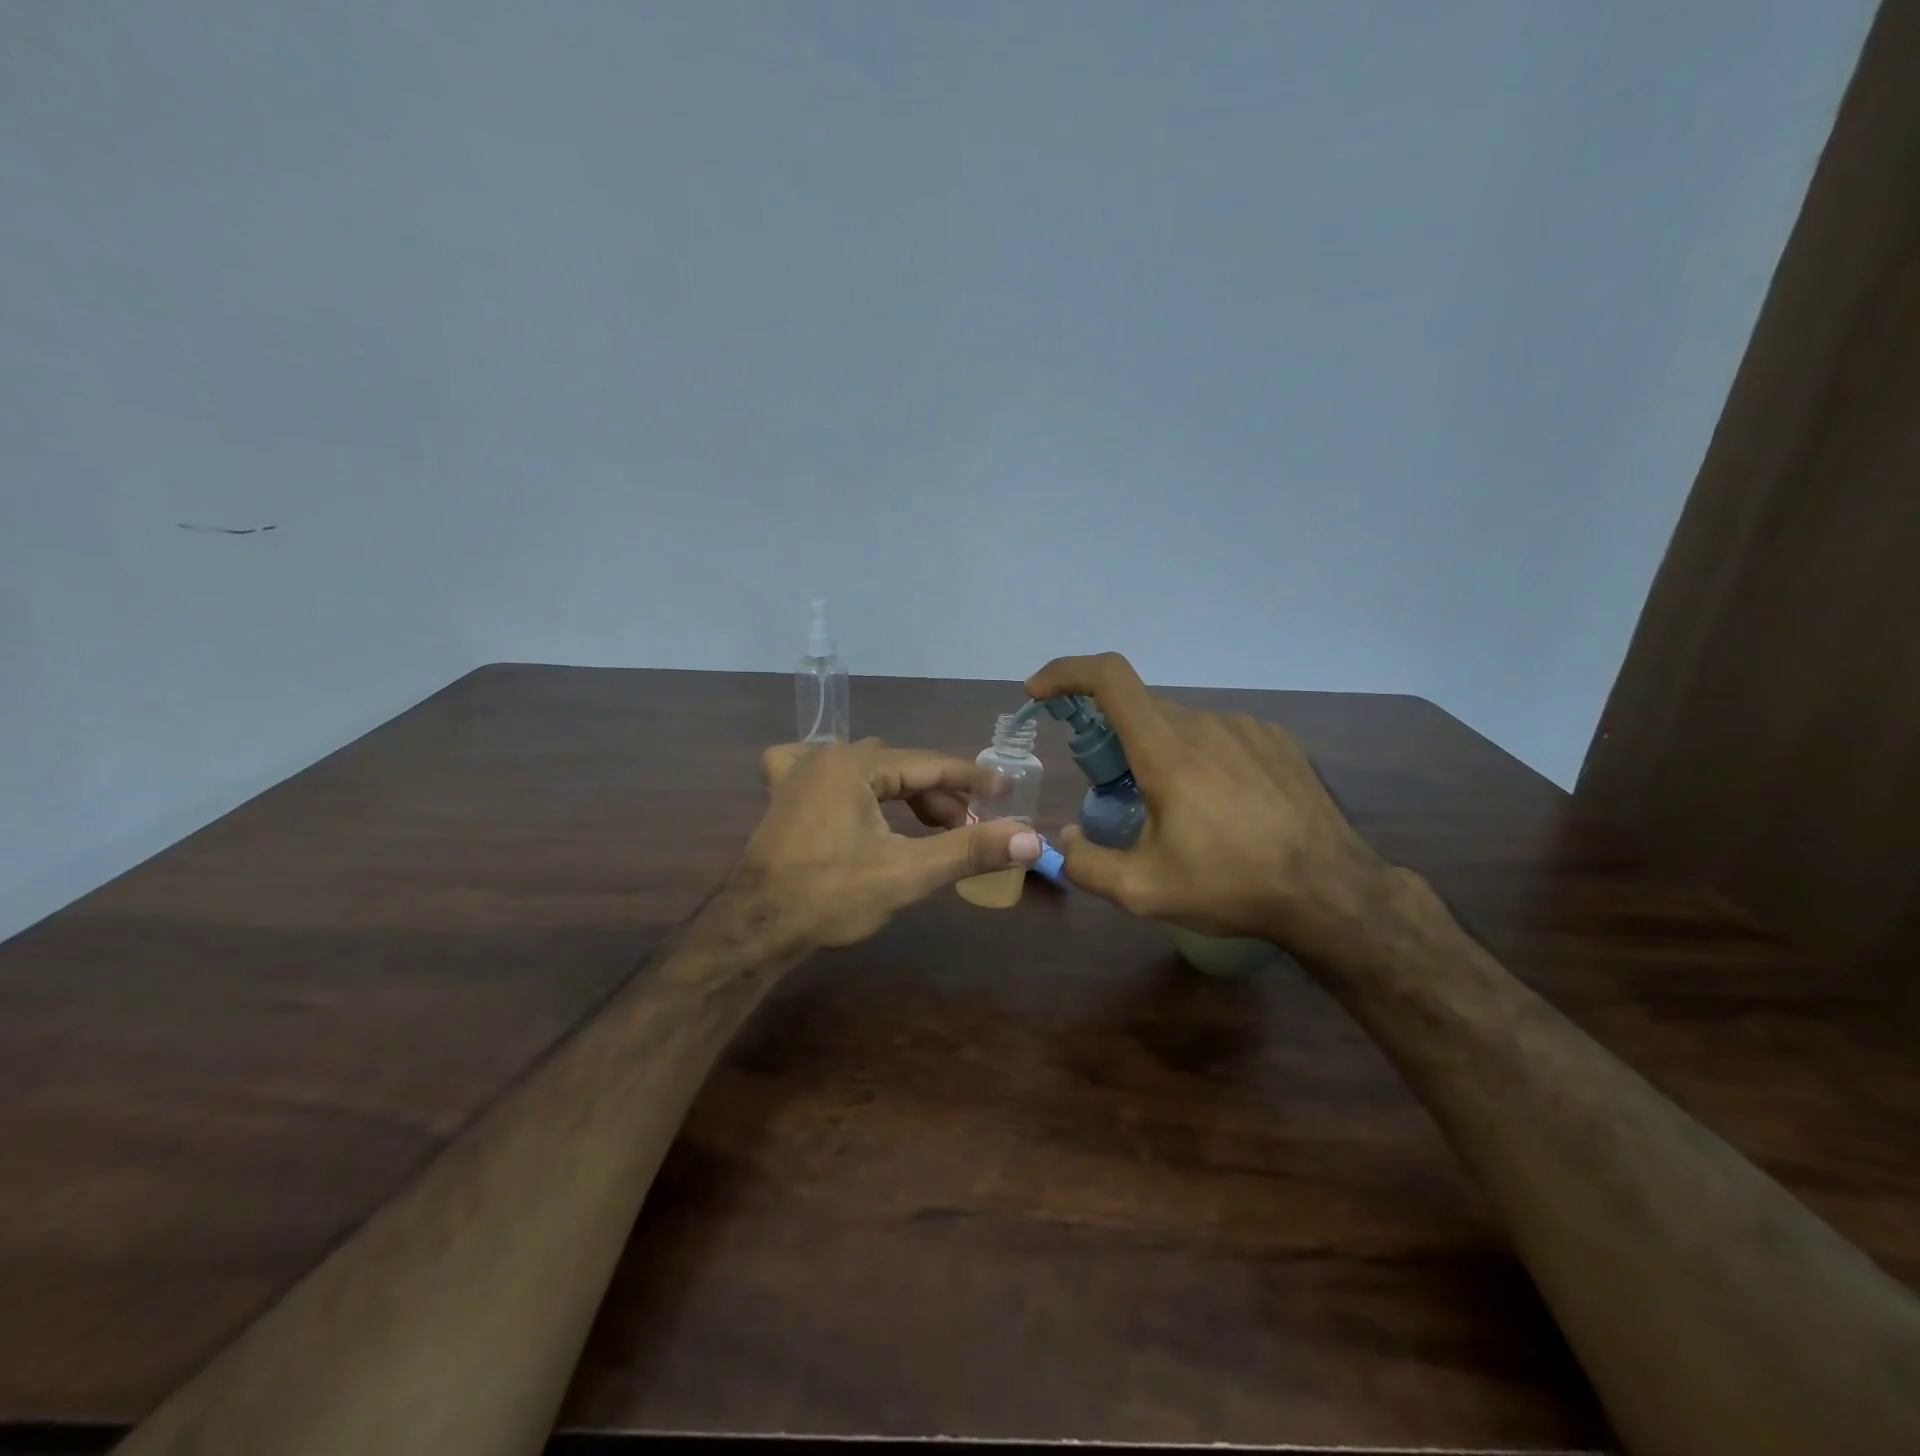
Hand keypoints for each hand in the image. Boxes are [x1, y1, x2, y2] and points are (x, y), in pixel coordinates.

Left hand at [737, 738, 1041, 950]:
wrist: (755, 926)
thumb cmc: (831, 895)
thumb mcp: (907, 872)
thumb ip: (969, 850)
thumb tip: (1030, 838)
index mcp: (856, 764)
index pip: (930, 764)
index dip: (973, 779)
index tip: (1008, 789)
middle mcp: (826, 757)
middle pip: (901, 768)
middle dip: (939, 796)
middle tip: (967, 828)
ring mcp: (798, 774)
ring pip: (867, 771)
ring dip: (902, 793)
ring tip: (928, 826)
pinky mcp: (783, 797)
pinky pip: (819, 770)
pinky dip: (847, 780)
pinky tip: (851, 793)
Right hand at [1024, 652, 1390, 957]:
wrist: (1331, 891)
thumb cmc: (1232, 886)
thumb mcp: (1144, 892)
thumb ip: (1087, 864)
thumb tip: (1064, 838)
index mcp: (1167, 750)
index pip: (1109, 678)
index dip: (1067, 673)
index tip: (1040, 693)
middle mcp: (1205, 724)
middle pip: (1140, 710)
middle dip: (1113, 739)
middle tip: (1115, 791)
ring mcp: (1247, 728)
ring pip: (1181, 726)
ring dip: (1161, 754)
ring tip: (1178, 812)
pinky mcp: (1276, 741)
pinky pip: (1220, 736)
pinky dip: (1201, 758)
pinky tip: (1222, 806)